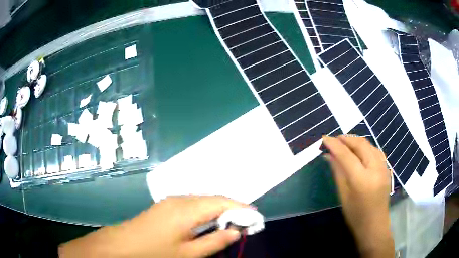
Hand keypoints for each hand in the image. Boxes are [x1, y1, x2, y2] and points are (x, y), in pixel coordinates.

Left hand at [59, 195, 247, 257]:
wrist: (123, 245)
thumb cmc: (156, 252)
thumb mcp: (189, 254)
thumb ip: (215, 242)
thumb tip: (235, 232)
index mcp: (188, 209)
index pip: (222, 202)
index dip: (241, 208)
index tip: (256, 217)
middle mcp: (181, 198)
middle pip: (214, 199)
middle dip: (232, 209)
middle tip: (246, 223)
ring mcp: (171, 200)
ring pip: (203, 200)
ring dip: (219, 210)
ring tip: (231, 224)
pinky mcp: (166, 205)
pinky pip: (193, 204)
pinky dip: (206, 211)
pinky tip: (209, 223)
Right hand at [323, 135, 393, 257]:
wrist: (375, 225)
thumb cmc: (356, 215)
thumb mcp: (343, 195)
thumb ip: (338, 172)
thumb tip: (328, 155)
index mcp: (362, 180)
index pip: (347, 155)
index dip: (334, 145)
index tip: (324, 138)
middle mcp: (375, 169)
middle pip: (360, 145)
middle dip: (346, 139)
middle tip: (334, 139)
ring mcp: (383, 167)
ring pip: (369, 145)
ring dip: (355, 141)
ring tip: (344, 143)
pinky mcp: (386, 168)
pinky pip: (375, 150)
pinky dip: (365, 146)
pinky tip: (358, 151)